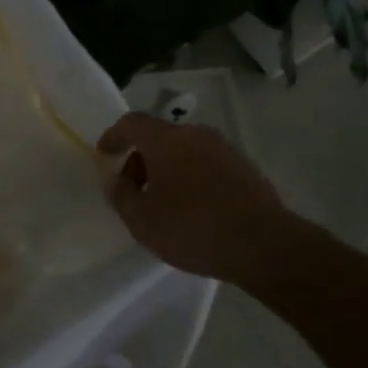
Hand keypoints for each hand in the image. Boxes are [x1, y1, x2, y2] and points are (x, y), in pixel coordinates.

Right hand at [98, 112, 292, 284]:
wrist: (263, 244)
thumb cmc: (192, 228)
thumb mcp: (142, 220)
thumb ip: (121, 196)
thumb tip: (116, 181)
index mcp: (167, 140)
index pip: (132, 123)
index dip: (114, 136)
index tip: (104, 154)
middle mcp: (196, 135)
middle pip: (160, 137)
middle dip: (141, 160)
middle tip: (134, 191)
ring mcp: (225, 149)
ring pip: (185, 151)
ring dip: (168, 170)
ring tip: (163, 204)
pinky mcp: (245, 168)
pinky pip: (206, 165)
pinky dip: (191, 178)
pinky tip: (193, 210)